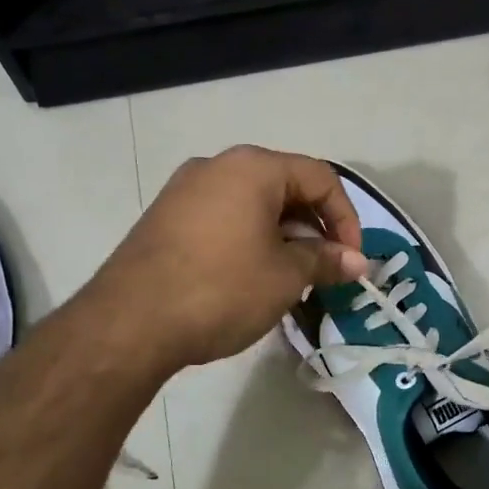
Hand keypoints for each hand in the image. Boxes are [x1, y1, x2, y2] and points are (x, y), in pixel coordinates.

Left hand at [88, 145, 367, 370]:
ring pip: (252, 204)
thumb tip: (358, 262)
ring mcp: (185, 190)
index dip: (346, 218)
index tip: (352, 261)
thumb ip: (326, 260)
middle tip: (325, 270)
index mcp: (253, 167)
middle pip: (285, 187)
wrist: (130, 322)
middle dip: (314, 228)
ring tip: (291, 278)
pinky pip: (222, 218)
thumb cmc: (221, 289)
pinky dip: (249, 240)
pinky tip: (250, 278)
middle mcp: (217, 166)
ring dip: (282, 236)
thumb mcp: (286, 276)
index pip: (320, 178)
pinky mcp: (165, 218)